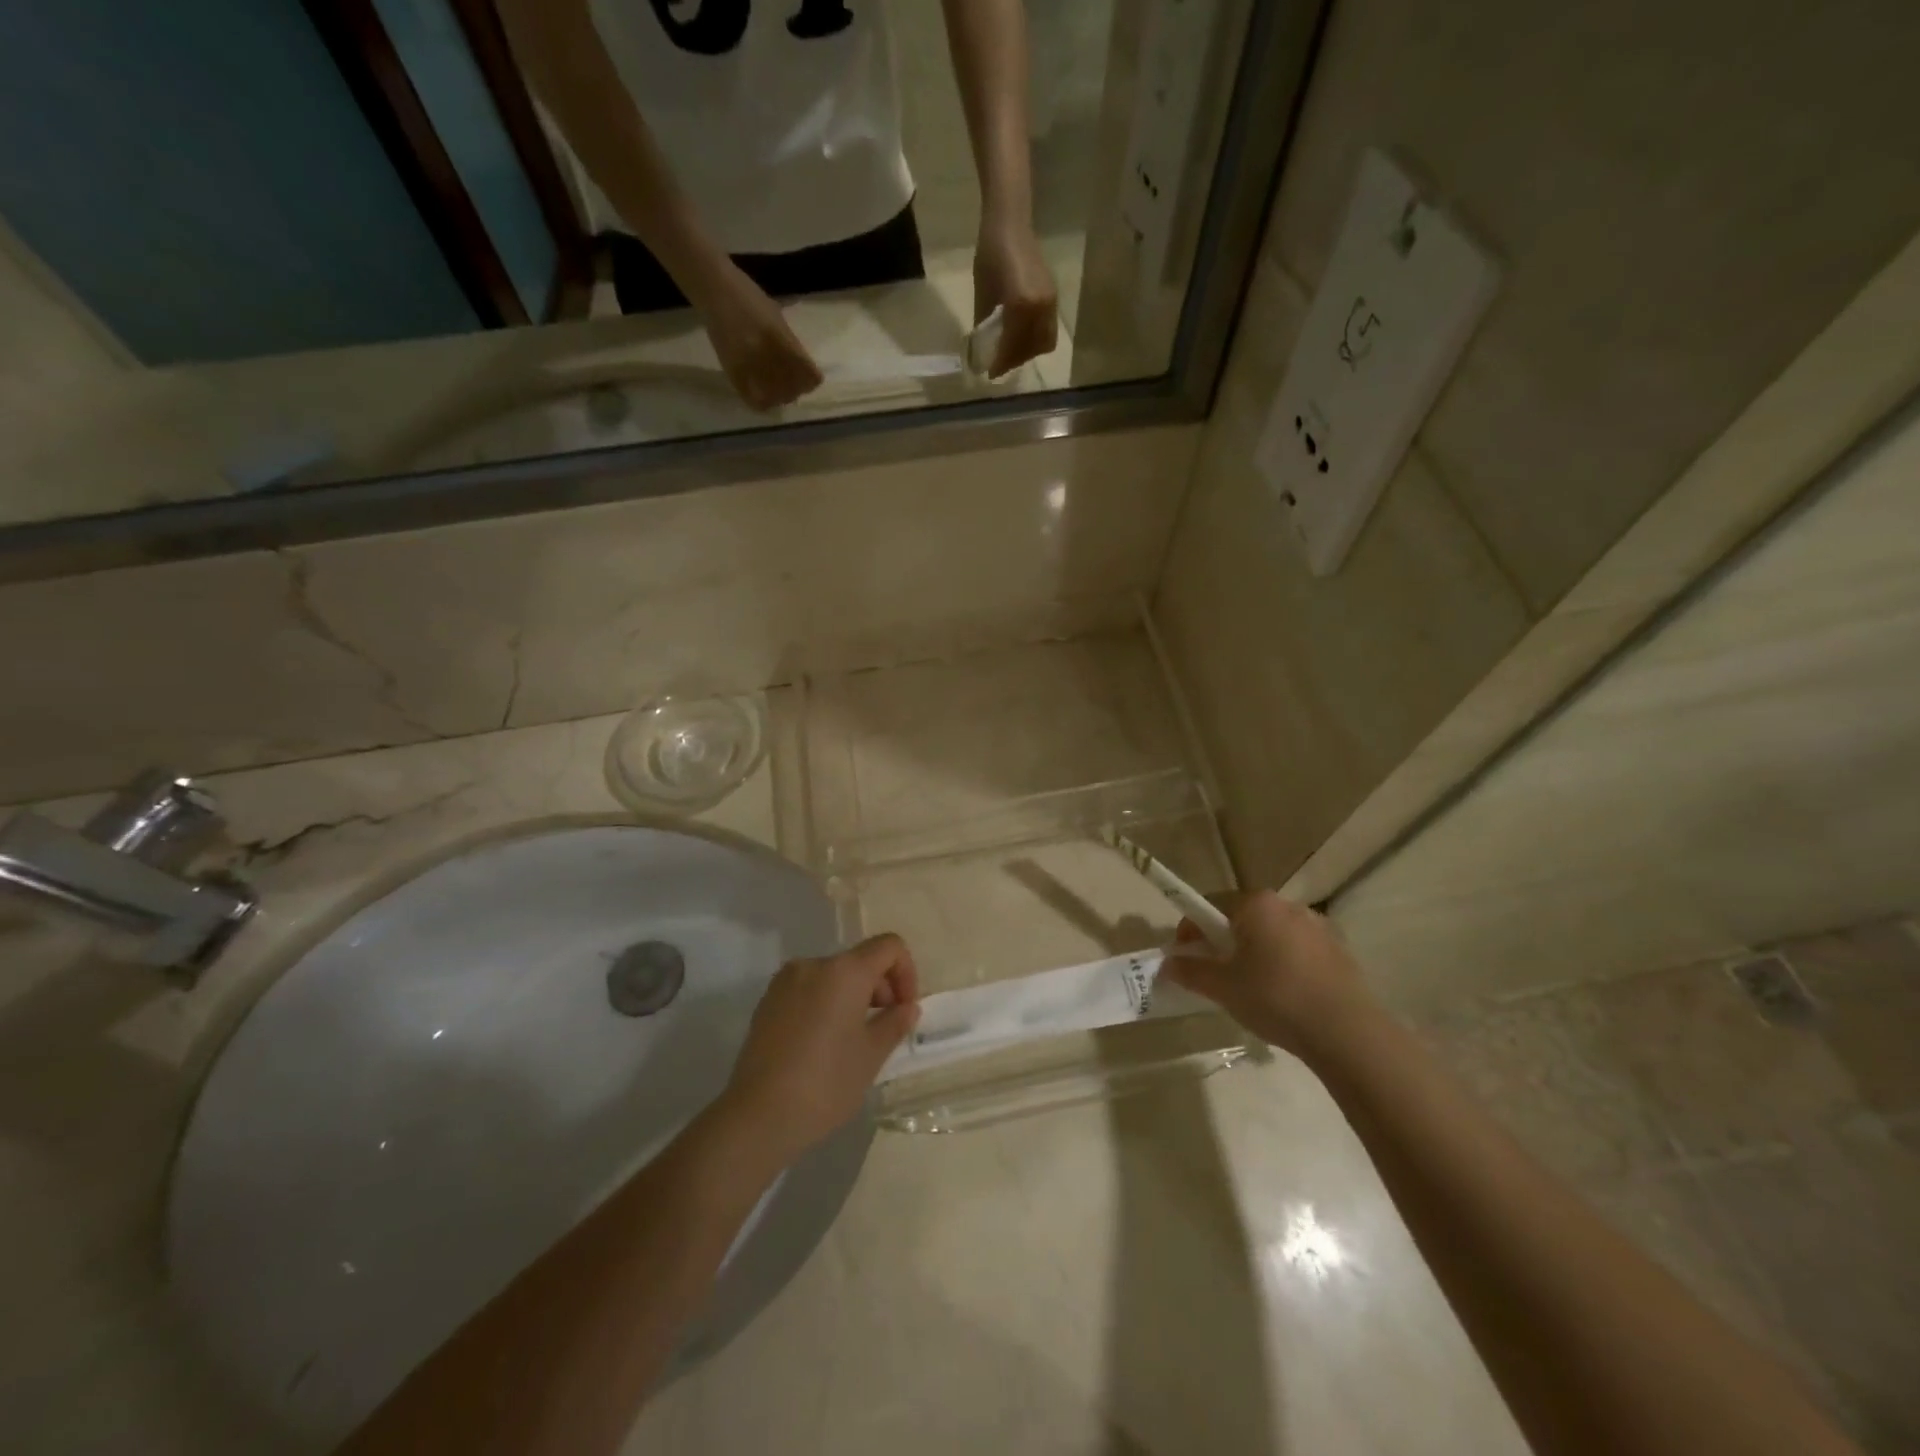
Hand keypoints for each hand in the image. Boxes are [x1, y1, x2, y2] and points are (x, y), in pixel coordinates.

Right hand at [694, 262, 823, 410]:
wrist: (713, 289)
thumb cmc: (748, 296)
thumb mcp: (776, 316)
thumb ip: (790, 342)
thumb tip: (802, 365)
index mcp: (779, 337)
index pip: (807, 371)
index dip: (813, 379)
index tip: (813, 379)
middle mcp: (764, 353)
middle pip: (792, 387)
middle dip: (797, 389)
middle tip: (796, 386)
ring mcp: (747, 363)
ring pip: (775, 396)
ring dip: (781, 397)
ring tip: (781, 391)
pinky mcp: (732, 371)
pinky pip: (753, 399)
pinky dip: (763, 401)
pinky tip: (765, 396)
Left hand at [721, 934, 920, 1163]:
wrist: (758, 1116)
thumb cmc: (826, 1082)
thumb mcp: (871, 1055)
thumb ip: (894, 1023)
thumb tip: (907, 1008)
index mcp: (845, 971)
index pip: (889, 946)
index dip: (906, 972)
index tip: (904, 1009)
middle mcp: (813, 964)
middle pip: (860, 960)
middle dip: (880, 988)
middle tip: (883, 1029)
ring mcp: (785, 982)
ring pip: (833, 976)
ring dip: (853, 997)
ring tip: (853, 1040)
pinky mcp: (767, 1002)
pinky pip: (808, 990)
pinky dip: (825, 1004)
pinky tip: (823, 1044)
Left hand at [973, 216, 1057, 377]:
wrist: (1010, 222)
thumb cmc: (990, 256)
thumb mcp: (983, 295)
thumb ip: (985, 324)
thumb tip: (983, 350)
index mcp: (1021, 307)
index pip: (1012, 346)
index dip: (1001, 362)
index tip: (990, 373)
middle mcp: (1041, 307)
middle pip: (1032, 348)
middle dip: (1016, 359)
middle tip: (1000, 363)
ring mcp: (1050, 302)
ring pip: (1044, 341)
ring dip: (1028, 351)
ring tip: (1010, 350)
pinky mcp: (1053, 296)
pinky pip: (1048, 327)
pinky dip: (1035, 337)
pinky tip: (1020, 334)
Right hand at [1162, 892, 1375, 1060]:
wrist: (1347, 1031)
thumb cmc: (1275, 997)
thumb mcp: (1223, 987)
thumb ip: (1191, 971)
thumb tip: (1167, 964)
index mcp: (1256, 904)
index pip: (1210, 905)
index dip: (1192, 930)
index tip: (1186, 957)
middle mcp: (1288, 905)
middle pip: (1242, 918)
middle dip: (1224, 941)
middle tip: (1216, 974)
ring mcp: (1318, 926)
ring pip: (1272, 934)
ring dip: (1255, 953)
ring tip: (1251, 989)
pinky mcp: (1339, 950)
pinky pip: (1298, 950)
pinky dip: (1284, 965)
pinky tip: (1284, 996)